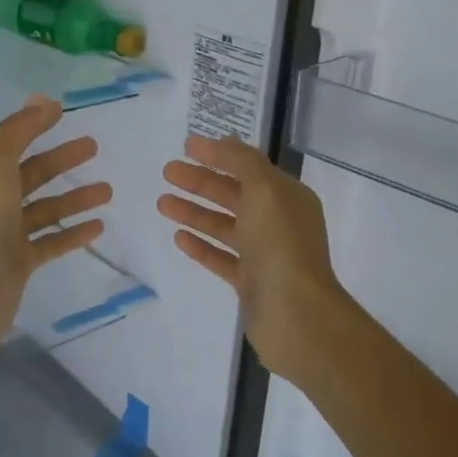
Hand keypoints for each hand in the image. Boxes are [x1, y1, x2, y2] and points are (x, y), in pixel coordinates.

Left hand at [0, 95, 110, 351]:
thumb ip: (18, 132)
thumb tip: (43, 100)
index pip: (14, 143)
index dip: (37, 126)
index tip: (64, 112)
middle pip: (33, 174)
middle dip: (63, 160)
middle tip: (94, 147)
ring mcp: (7, 234)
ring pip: (47, 209)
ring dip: (75, 197)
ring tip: (108, 190)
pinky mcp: (21, 263)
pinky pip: (52, 242)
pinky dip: (74, 233)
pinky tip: (99, 227)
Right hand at [157, 135, 348, 382]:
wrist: (295, 314)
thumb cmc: (280, 244)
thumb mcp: (265, 190)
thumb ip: (243, 162)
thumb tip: (225, 142)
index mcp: (287, 196)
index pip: (248, 166)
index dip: (218, 154)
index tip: (186, 146)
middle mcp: (278, 221)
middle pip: (233, 194)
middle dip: (200, 181)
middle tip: (167, 172)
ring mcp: (264, 253)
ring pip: (224, 225)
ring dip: (194, 211)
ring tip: (162, 203)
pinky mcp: (250, 282)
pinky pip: (221, 257)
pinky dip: (201, 245)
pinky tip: (178, 237)